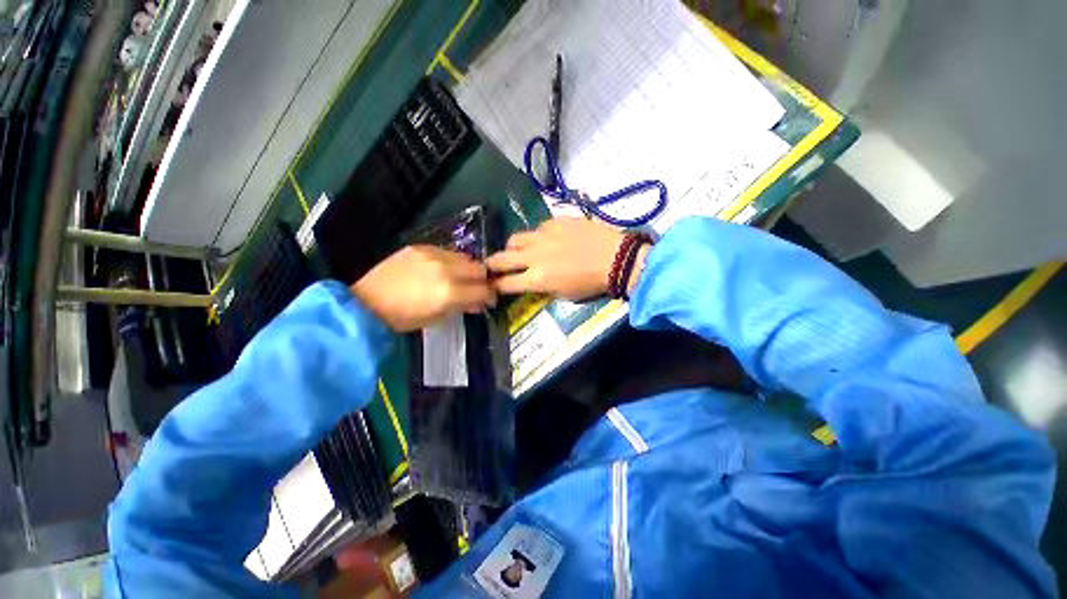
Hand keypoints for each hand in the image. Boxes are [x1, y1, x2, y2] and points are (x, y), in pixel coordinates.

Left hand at [351, 246, 494, 331]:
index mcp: (449, 292)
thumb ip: (461, 307)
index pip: (483, 290)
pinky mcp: (421, 246)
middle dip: (483, 280)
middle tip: (477, 289)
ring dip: (468, 269)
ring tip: (460, 278)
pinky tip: (443, 270)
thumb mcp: (436, 319)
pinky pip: (447, 252)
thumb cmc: (402, 318)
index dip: (491, 296)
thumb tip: (478, 303)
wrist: (366, 302)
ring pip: (465, 257)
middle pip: (479, 268)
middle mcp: (446, 269)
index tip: (490, 300)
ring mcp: (433, 254)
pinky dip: (452, 262)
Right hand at [487, 218, 642, 300]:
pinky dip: (538, 236)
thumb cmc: (591, 283)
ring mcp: (542, 235)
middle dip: (492, 264)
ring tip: (520, 250)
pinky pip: (537, 228)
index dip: (495, 286)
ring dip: (513, 247)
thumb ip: (542, 287)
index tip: (492, 286)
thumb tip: (531, 281)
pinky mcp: (554, 221)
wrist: (615, 258)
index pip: (505, 284)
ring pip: (515, 238)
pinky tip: (548, 239)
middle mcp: (533, 256)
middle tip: (493, 266)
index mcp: (536, 278)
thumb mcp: (564, 295)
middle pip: (501, 258)